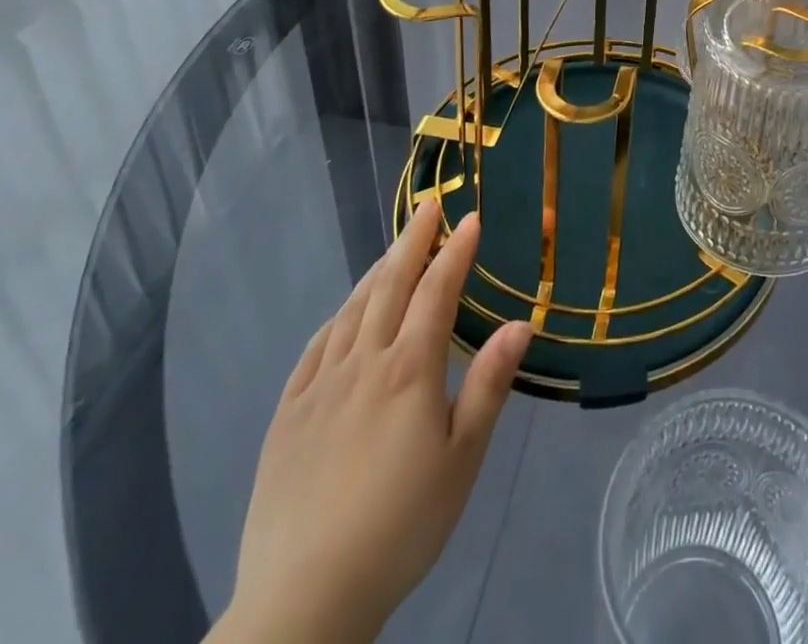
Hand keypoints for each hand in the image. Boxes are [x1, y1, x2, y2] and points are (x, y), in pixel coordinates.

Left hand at [213, 201, 532, 643]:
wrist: (305, 599)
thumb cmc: (401, 526)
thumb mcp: (461, 460)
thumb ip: (488, 386)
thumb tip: (520, 323)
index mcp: (409, 370)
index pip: (437, 291)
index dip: (456, 251)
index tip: (471, 218)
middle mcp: (363, 363)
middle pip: (390, 285)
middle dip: (413, 241)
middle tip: (428, 206)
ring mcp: (319, 386)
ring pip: (352, 310)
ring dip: (378, 271)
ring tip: (394, 249)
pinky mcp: (287, 414)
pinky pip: (315, 347)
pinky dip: (338, 316)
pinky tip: (345, 313)